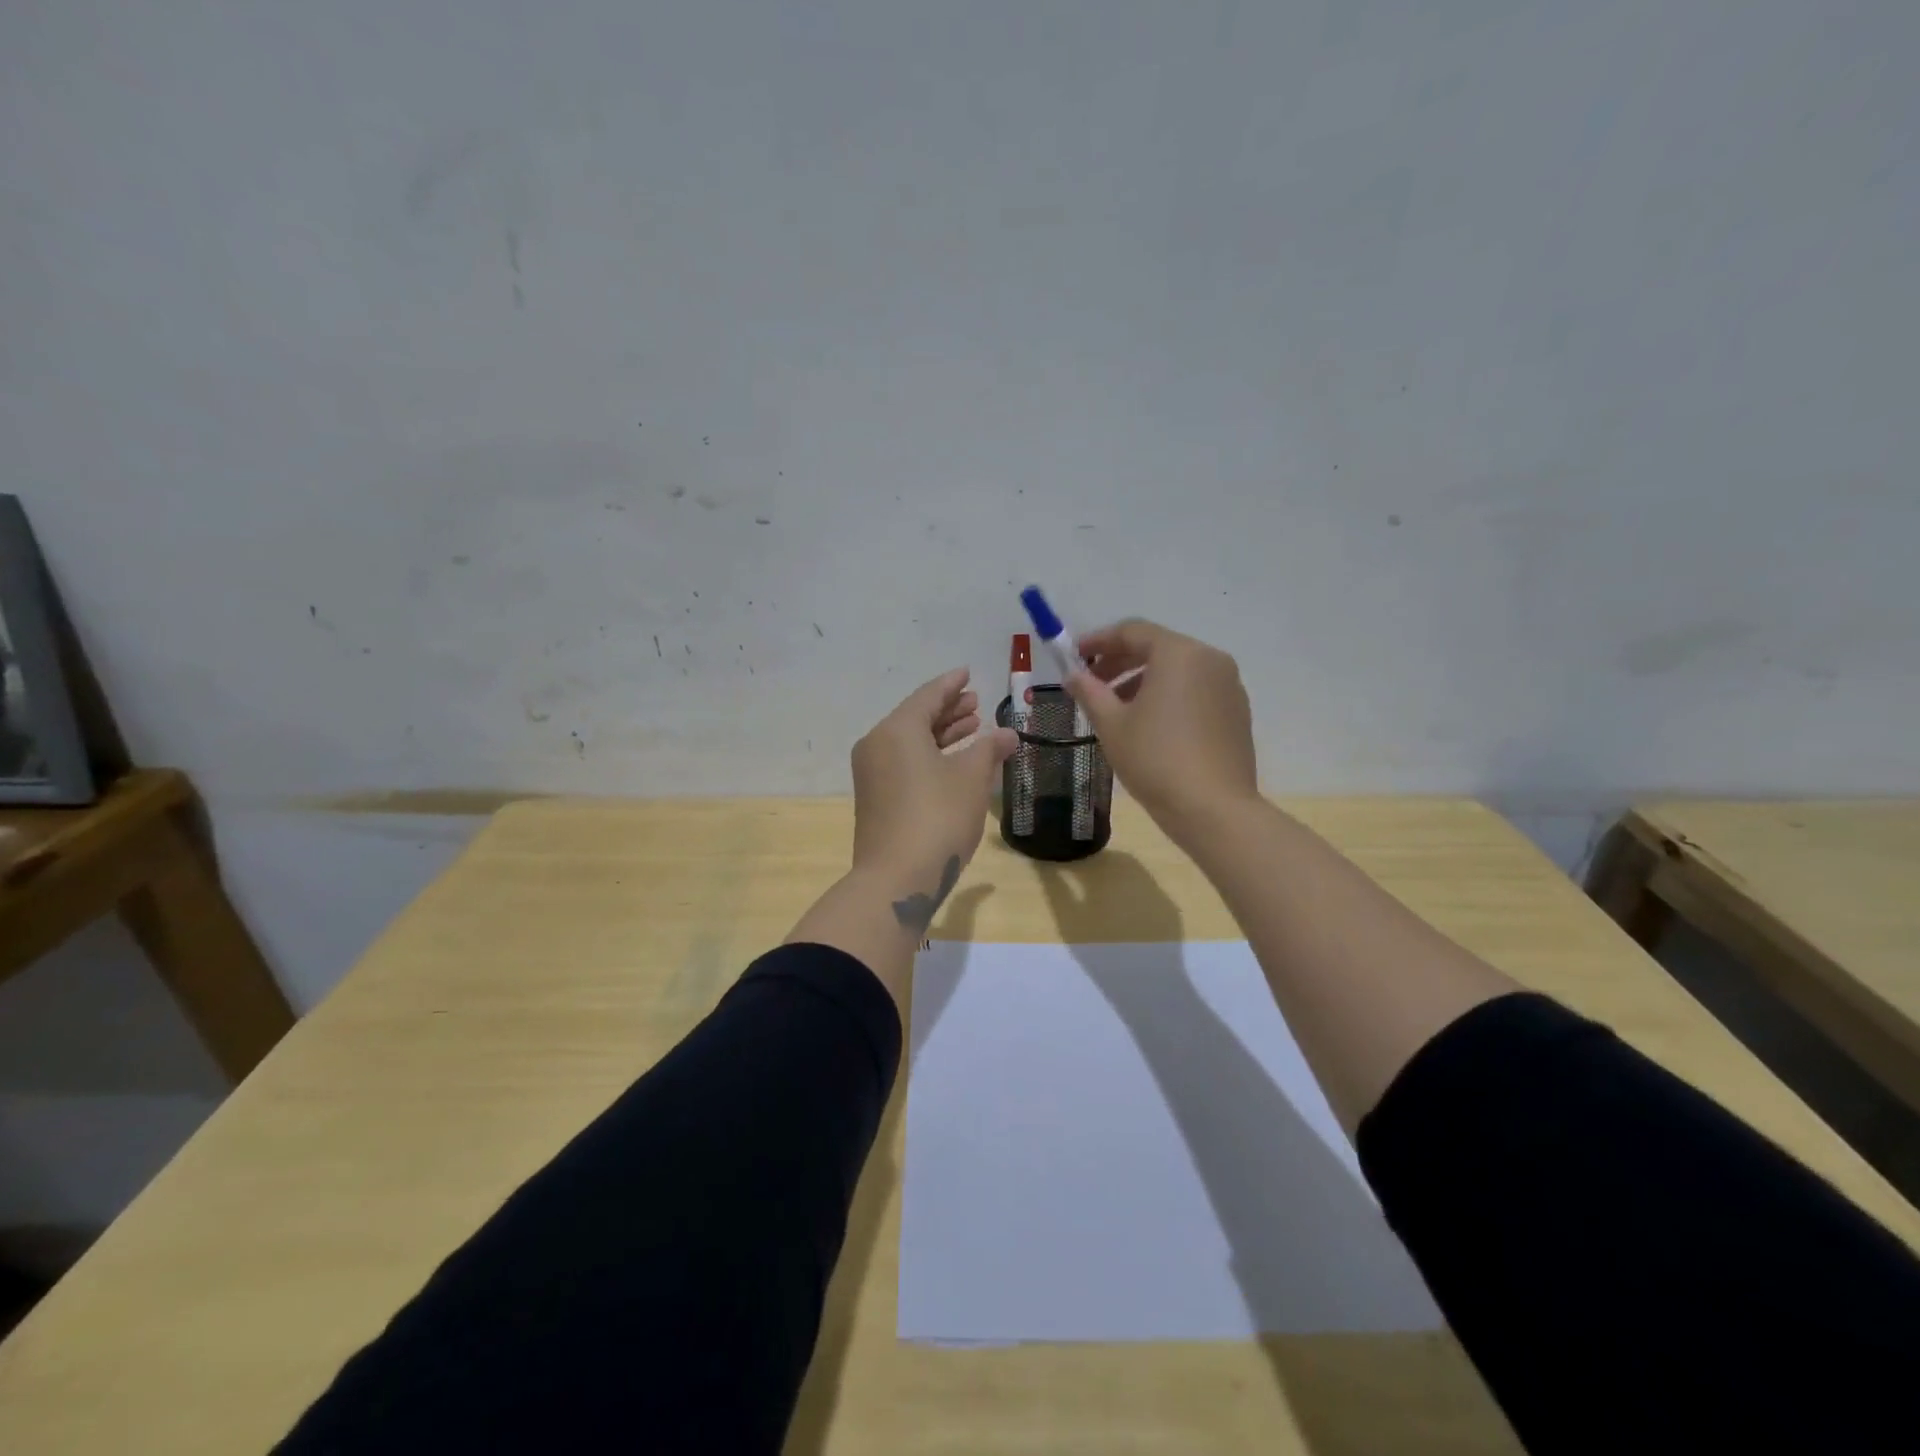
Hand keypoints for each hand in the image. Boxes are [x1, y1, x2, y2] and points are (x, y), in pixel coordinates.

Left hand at [850, 667, 1017, 927]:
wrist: (897, 879)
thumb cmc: (938, 818)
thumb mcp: (972, 779)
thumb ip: (989, 749)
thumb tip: (1007, 733)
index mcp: (897, 730)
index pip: (928, 696)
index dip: (952, 684)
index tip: (968, 673)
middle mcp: (878, 745)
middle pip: (916, 717)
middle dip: (948, 710)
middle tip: (977, 703)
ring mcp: (872, 774)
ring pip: (910, 742)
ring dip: (941, 734)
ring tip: (973, 728)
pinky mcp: (875, 798)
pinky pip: (904, 762)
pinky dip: (929, 756)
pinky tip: (955, 762)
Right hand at [1064, 620, 1257, 841]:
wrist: (1213, 809)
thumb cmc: (1155, 759)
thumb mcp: (1111, 724)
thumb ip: (1089, 692)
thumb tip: (1072, 675)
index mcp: (1178, 653)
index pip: (1132, 631)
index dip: (1098, 641)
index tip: (1074, 657)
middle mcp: (1210, 659)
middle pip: (1157, 647)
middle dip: (1120, 662)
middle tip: (1092, 684)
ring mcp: (1229, 685)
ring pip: (1178, 670)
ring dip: (1143, 680)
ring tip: (1117, 709)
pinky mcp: (1237, 711)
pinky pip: (1196, 689)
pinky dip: (1168, 695)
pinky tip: (1150, 724)